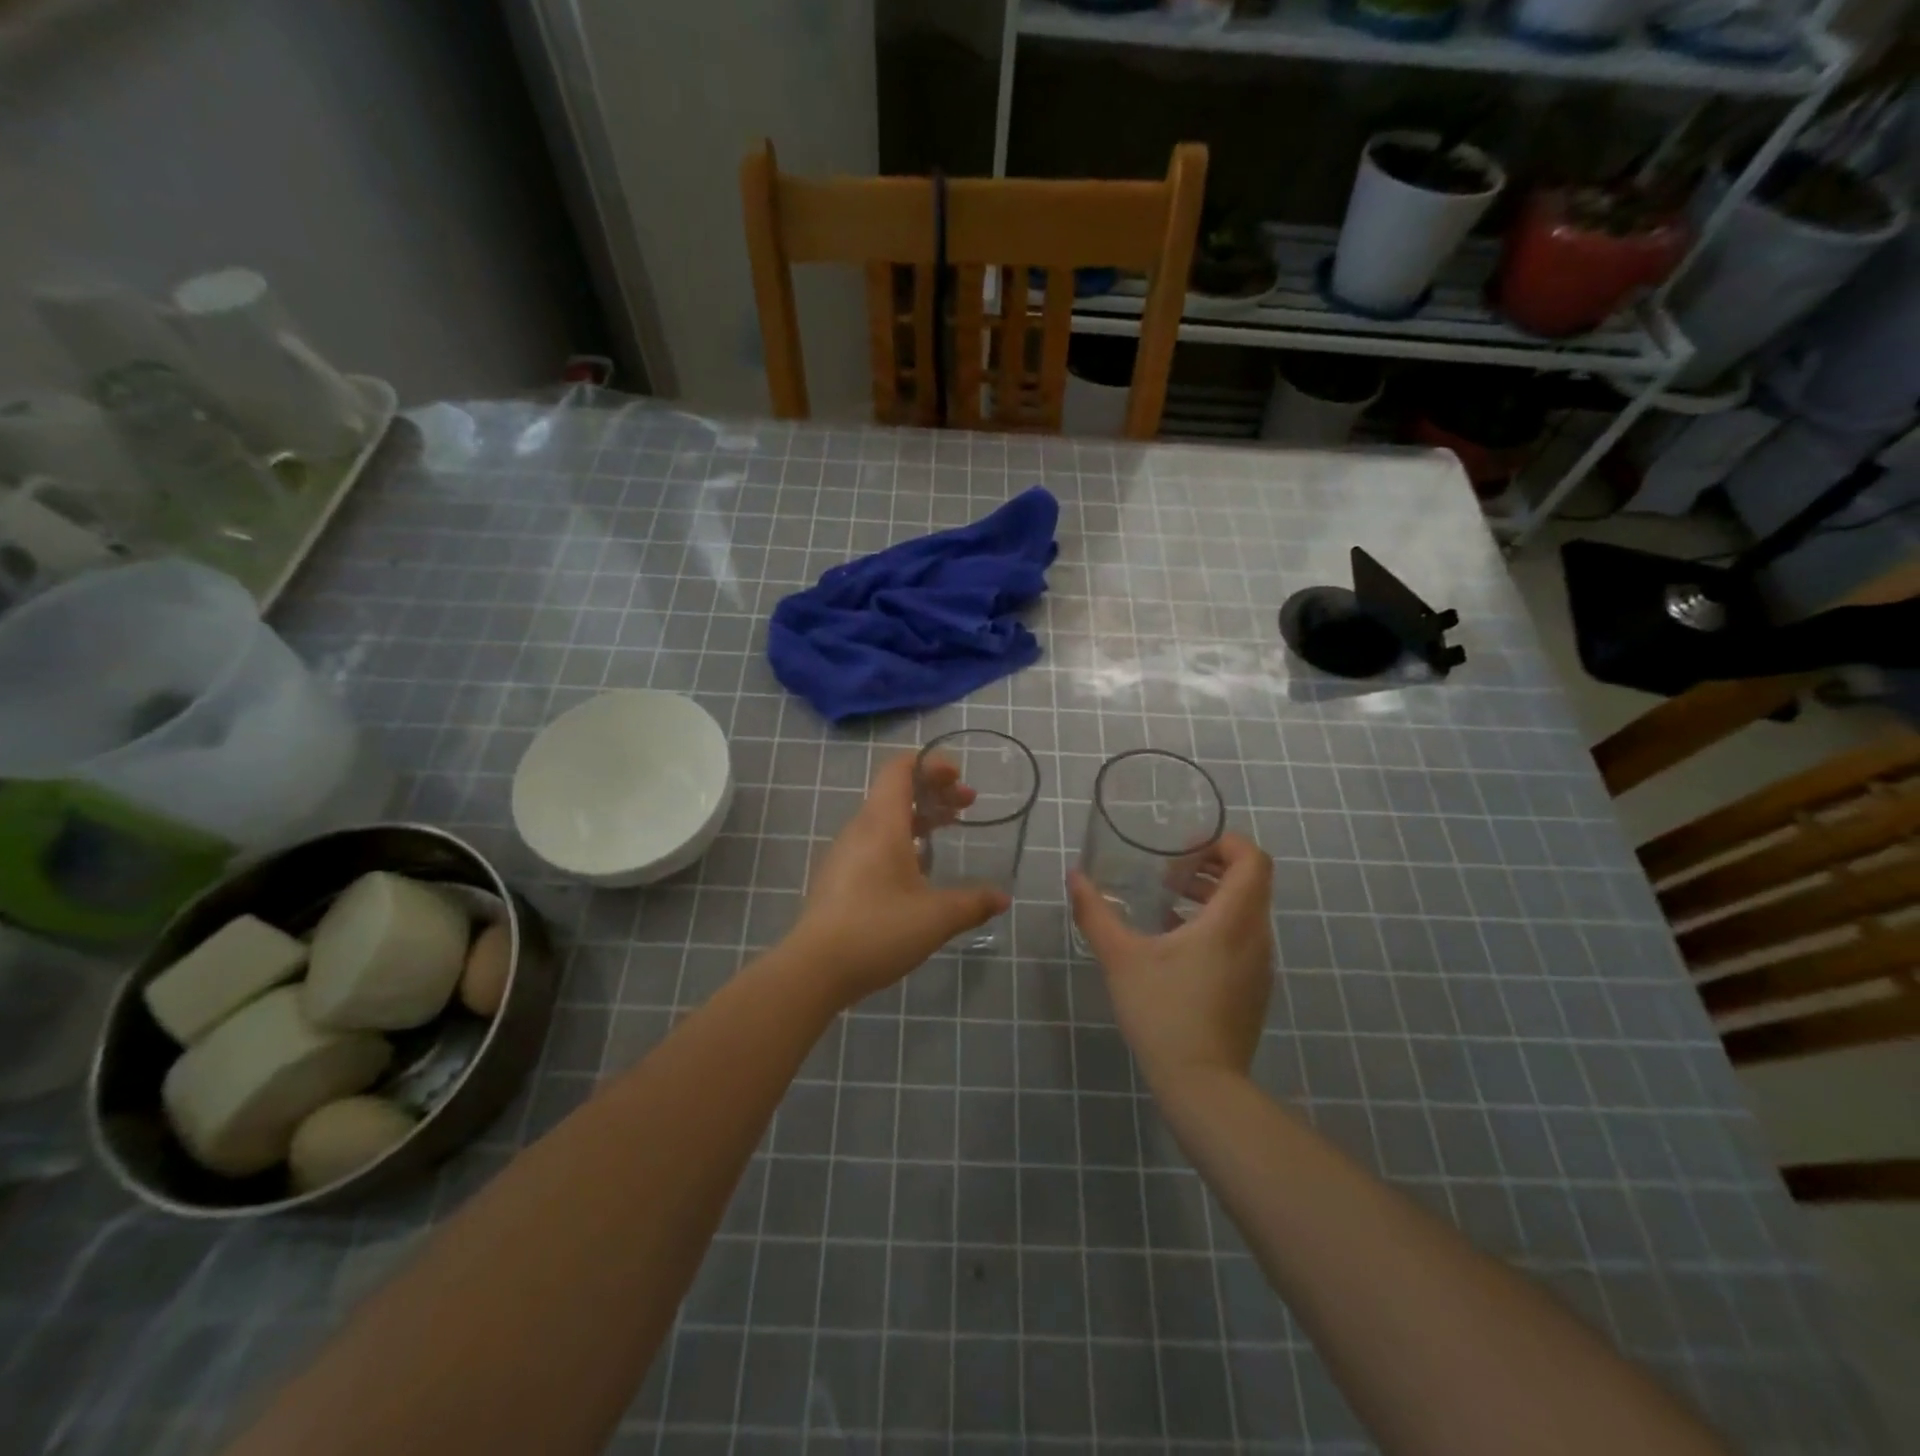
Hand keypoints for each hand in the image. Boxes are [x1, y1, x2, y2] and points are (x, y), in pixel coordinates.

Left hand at [788, 752, 1009, 1008]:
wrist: (814, 969)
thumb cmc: (878, 930)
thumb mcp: (936, 917)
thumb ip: (973, 903)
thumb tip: (1002, 898)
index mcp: (882, 824)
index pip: (900, 769)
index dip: (931, 764)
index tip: (959, 776)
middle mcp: (861, 829)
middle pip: (896, 791)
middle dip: (934, 791)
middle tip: (967, 805)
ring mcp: (845, 853)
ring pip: (885, 817)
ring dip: (919, 816)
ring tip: (948, 831)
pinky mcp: (839, 876)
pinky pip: (873, 841)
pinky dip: (901, 838)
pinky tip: (918, 870)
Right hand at [1067, 833, 1273, 1094]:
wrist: (1203, 1086)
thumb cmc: (1163, 1012)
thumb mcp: (1120, 958)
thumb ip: (1095, 912)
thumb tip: (1075, 876)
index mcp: (1232, 920)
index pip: (1252, 860)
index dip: (1225, 843)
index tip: (1185, 850)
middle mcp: (1256, 936)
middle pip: (1250, 882)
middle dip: (1211, 868)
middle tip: (1169, 874)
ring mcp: (1260, 966)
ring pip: (1247, 912)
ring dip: (1212, 898)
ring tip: (1167, 905)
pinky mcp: (1254, 989)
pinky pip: (1243, 939)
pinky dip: (1216, 926)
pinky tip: (1176, 945)